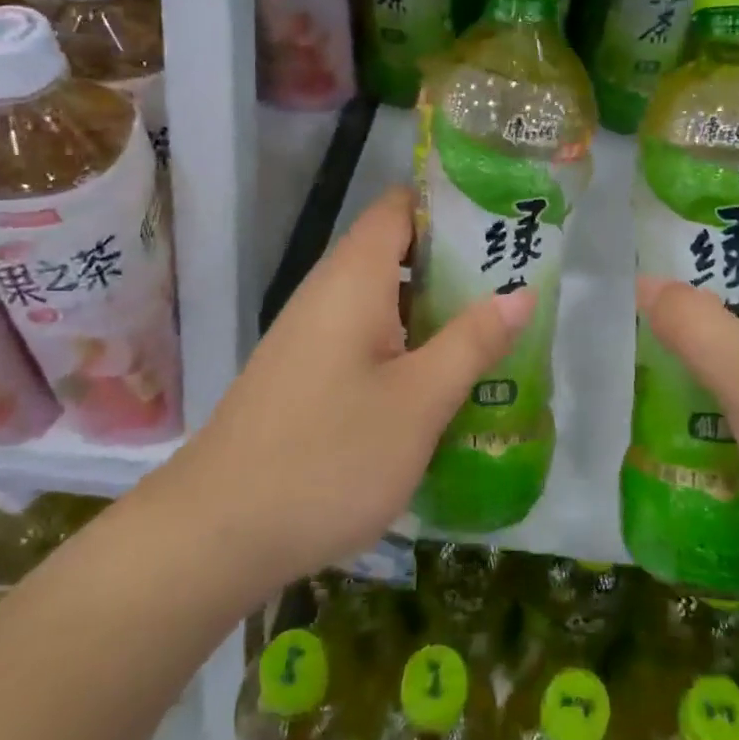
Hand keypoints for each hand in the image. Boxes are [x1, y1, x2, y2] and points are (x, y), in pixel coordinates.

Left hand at [168, 187, 532, 602]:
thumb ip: (473, 341)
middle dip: (457, 262)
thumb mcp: (419, 400)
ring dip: (436, 308)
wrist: (215, 536)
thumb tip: (523, 292)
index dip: (451, 203)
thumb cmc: (329, 456)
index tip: (502, 220)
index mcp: (354, 278)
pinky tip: (441, 381)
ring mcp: (311, 335)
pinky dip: (408, 343)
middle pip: (397, 251)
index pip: (401, 206)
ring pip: (384, 300)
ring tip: (494, 328)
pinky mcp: (305, 374)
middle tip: (516, 281)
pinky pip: (366, 337)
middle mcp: (328, 293)